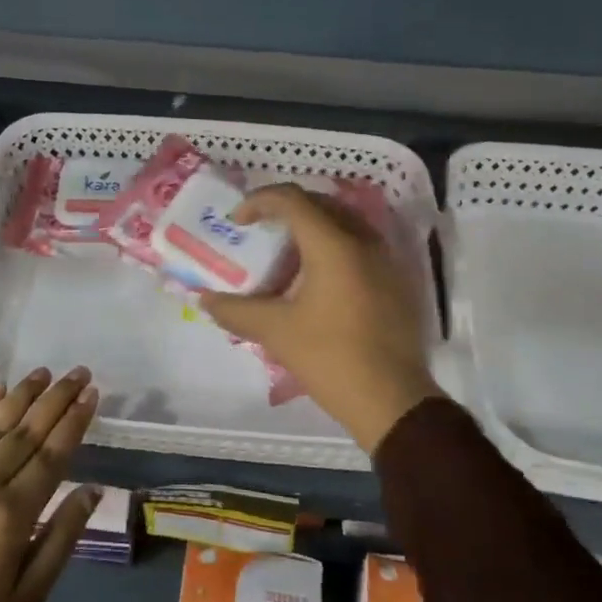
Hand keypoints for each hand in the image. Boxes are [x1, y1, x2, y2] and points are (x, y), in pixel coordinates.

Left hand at [0, 367, 100, 601]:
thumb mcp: (29, 595)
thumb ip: (62, 536)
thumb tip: (93, 490)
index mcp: (13, 513)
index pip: (53, 453)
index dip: (75, 421)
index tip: (92, 393)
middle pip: (28, 430)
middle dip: (57, 398)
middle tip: (79, 372)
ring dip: (23, 394)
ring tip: (45, 372)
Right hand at [201, 184, 438, 454]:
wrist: (393, 401)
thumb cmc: (331, 358)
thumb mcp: (276, 332)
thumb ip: (236, 310)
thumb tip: (205, 300)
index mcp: (334, 245)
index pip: (292, 200)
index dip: (259, 201)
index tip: (237, 222)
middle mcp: (364, 241)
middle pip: (320, 204)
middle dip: (285, 210)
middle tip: (259, 230)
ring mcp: (386, 260)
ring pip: (343, 223)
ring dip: (311, 228)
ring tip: (285, 256)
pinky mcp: (396, 281)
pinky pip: (360, 245)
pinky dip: (333, 247)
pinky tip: (316, 280)